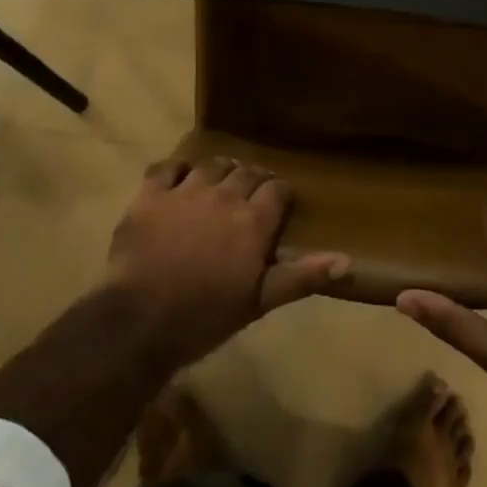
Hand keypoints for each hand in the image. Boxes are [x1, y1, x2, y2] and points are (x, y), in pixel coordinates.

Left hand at [106, 157, 349, 367]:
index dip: (279, 194)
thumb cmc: (204, 318)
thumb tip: (347, 261)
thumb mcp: (258, 302)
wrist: (139, 321)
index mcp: (253, 220)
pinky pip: (168, 167)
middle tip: (249, 196)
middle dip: (252, 180)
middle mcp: (224, 195)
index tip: (278, 203)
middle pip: (246, 172)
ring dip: (219, 172)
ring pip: (211, 165)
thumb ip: (300, 276)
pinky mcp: (152, 193)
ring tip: (218, 185)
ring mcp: (186, 190)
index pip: (277, 190)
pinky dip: (176, 170)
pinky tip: (177, 182)